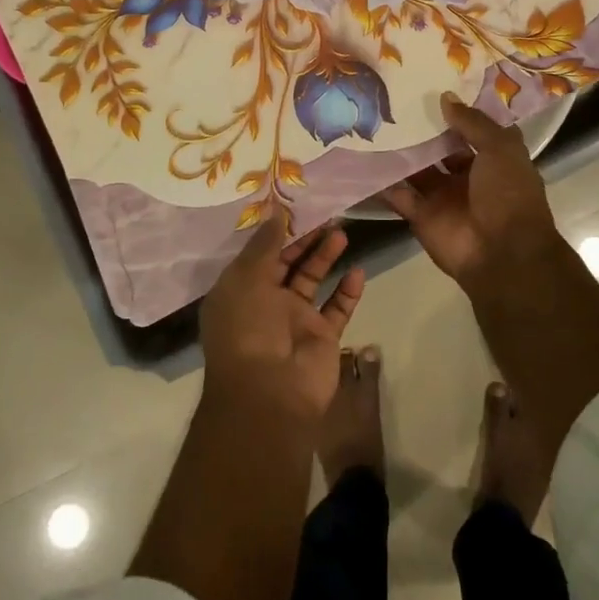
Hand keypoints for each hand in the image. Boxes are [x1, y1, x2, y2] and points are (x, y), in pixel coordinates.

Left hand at [199, 216, 366, 423]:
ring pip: (314, 280)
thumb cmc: (248, 328)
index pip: (260, 254)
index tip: (297, 206)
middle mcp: (266, 303)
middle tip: (328, 214)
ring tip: (342, 233)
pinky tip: (357, 271)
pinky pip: (337, 308)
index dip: (277, 232)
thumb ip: (265, 245)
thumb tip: (276, 211)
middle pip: (289, 263)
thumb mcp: (246, 278)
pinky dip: (348, 291)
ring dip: (326, 258)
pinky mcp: (322, 337)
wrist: (269, 392)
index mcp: (240, 291)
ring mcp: (295, 321)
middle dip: (306, 240)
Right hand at [381, 94, 559, 283]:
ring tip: (372, 122)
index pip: (473, 129)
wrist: (502, 254)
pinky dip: (382, 182)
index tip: (432, 84)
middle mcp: (467, 176)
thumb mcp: (500, 149)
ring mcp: (443, 196)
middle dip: (422, 129)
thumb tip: (445, 97)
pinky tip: (362, 158)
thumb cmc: (508, 195)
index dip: (457, 110)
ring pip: (416, 169)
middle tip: (392, 99)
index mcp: (493, 159)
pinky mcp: (421, 215)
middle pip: (440, 148)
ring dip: (399, 152)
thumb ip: (472, 123)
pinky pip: (398, 195)